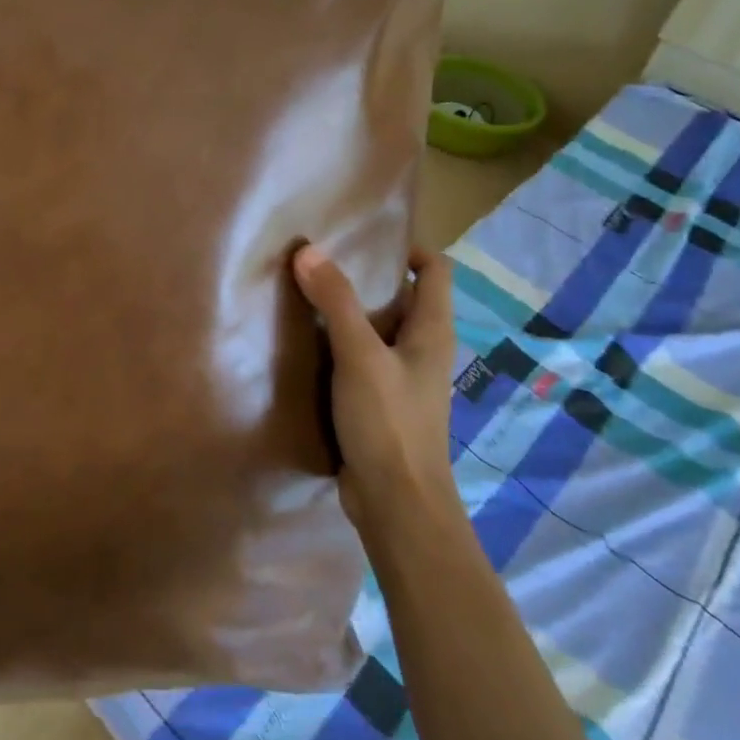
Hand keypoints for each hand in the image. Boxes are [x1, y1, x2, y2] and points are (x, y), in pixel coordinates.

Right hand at [293, 244, 458, 531]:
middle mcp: (422, 349)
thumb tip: (307, 250)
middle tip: (321, 258)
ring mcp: (401, 377)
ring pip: (377, 328)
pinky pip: (360, 357)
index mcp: (432, 331)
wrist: (397, 504)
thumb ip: (335, 302)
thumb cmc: (389, 423)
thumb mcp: (359, 356)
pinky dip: (337, 342)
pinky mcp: (379, 402)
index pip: (435, 270)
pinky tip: (305, 341)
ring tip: (305, 291)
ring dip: (347, 310)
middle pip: (401, 296)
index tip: (363, 235)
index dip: (408, 247)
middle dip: (366, 275)